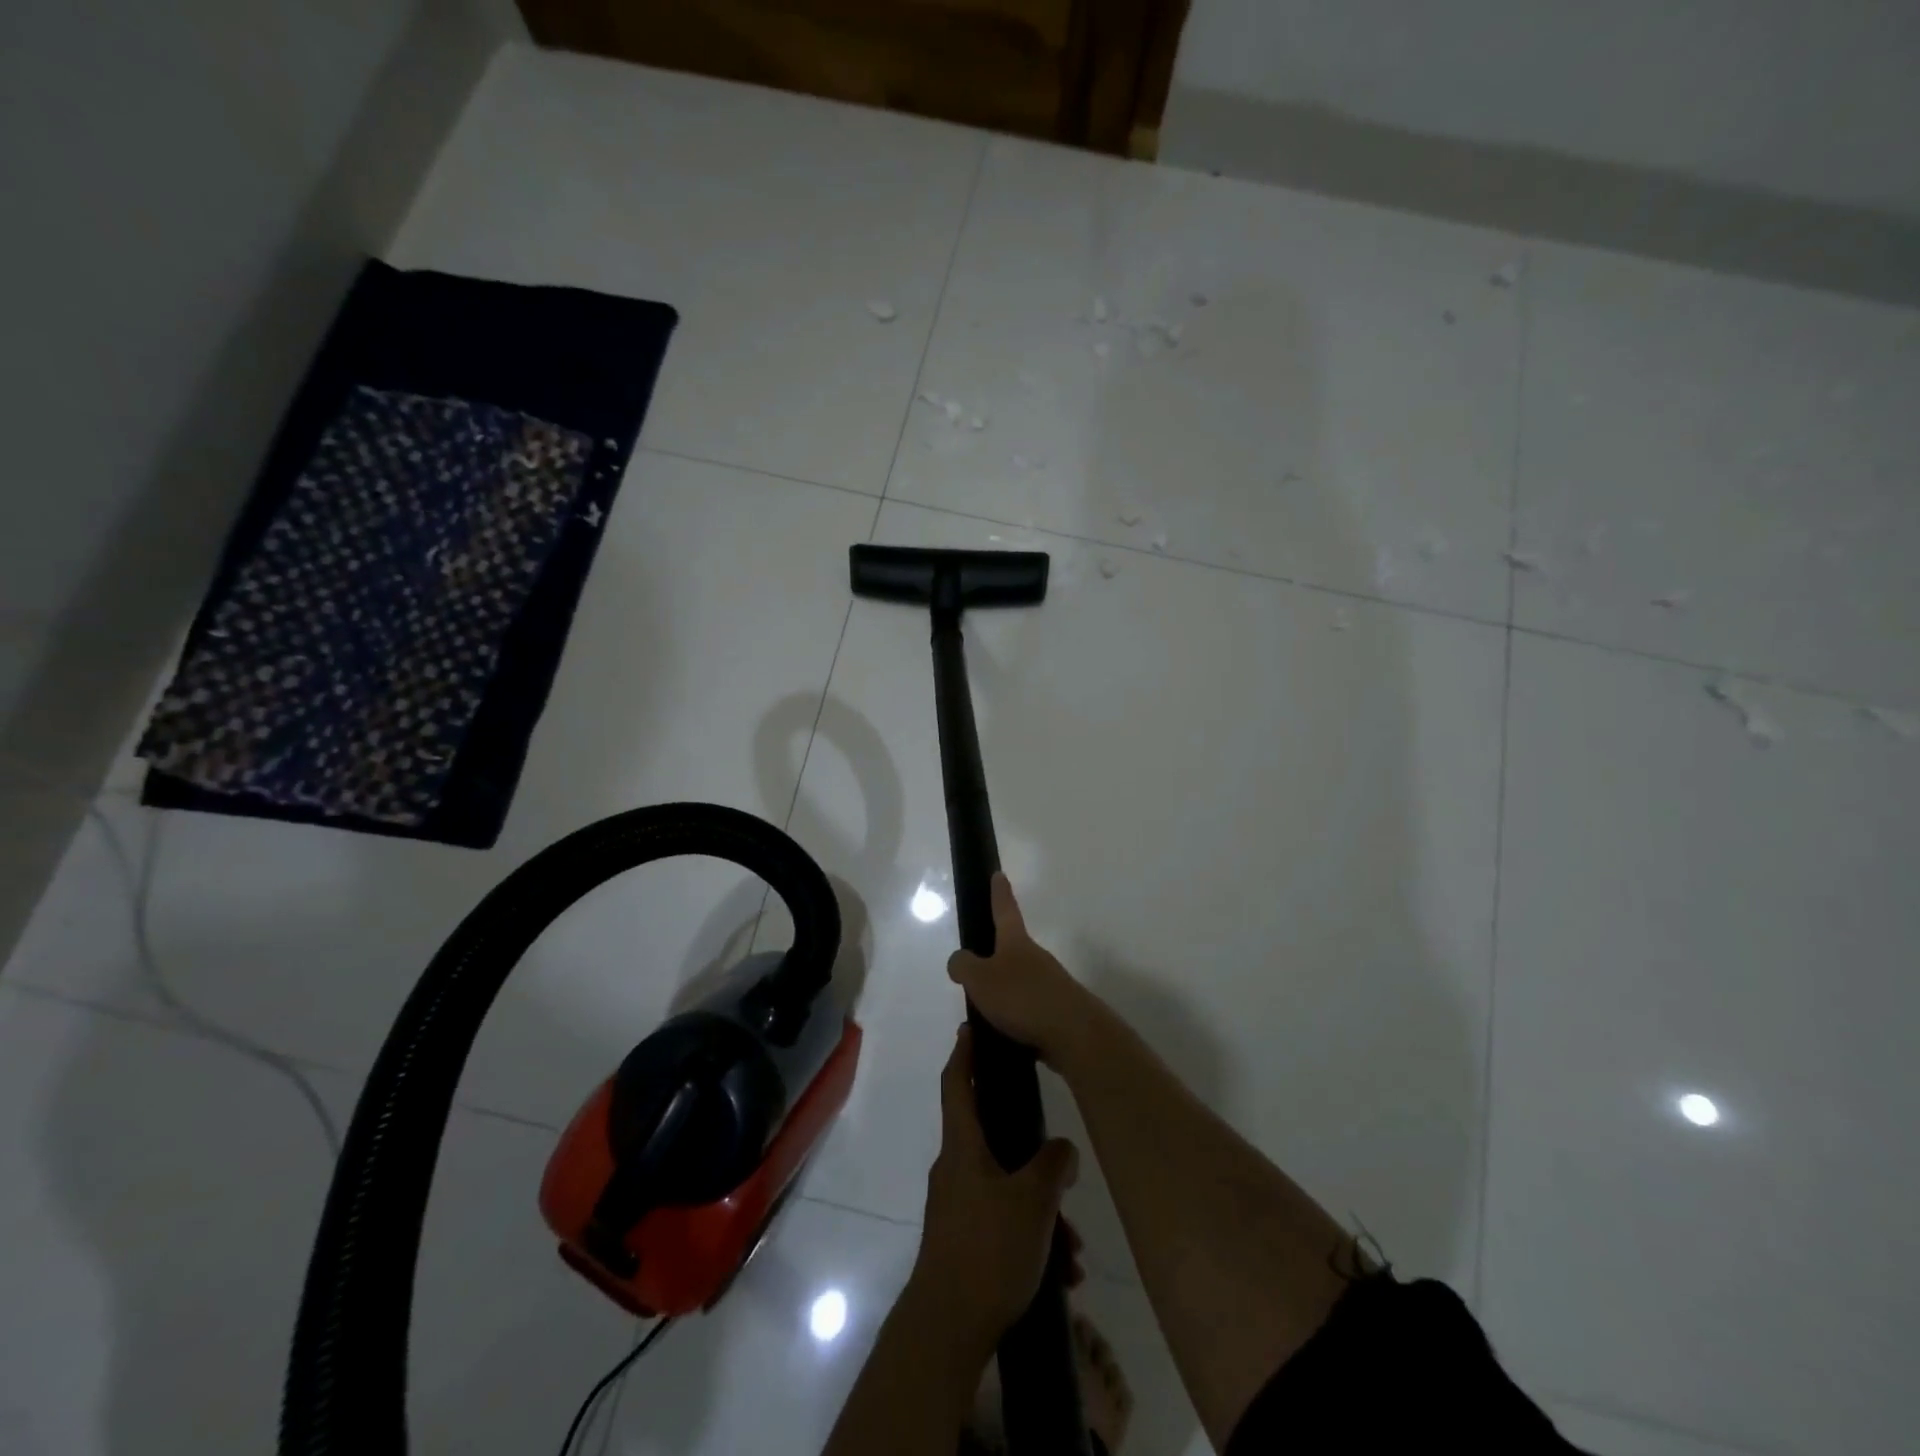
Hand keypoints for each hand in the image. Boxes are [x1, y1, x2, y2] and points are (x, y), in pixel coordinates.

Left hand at [910, 1024, 1079, 1347]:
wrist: (948, 1329)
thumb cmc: (987, 1249)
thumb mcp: (1033, 1201)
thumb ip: (1052, 1165)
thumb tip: (1062, 1149)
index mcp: (962, 1146)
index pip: (957, 1083)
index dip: (964, 1053)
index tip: (970, 1027)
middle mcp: (955, 1169)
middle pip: (993, 1140)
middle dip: (1033, 1155)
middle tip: (1062, 1169)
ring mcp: (957, 1207)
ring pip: (1006, 1189)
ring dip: (1041, 1210)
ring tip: (1074, 1247)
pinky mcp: (964, 1242)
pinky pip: (1003, 1223)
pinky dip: (1031, 1236)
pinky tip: (1061, 1271)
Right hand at [947, 874, 1090, 1066]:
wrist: (1074, 1035)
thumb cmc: (1023, 998)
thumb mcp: (981, 979)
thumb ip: (964, 966)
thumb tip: (959, 960)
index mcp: (1016, 943)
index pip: (1005, 910)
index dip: (999, 893)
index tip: (999, 874)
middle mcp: (1036, 958)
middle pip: (1012, 949)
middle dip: (995, 956)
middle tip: (974, 969)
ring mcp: (1049, 985)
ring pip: (1019, 982)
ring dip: (1002, 993)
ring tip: (981, 1013)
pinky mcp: (1056, 1012)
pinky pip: (1027, 1010)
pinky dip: (1012, 1018)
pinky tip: (1000, 1034)